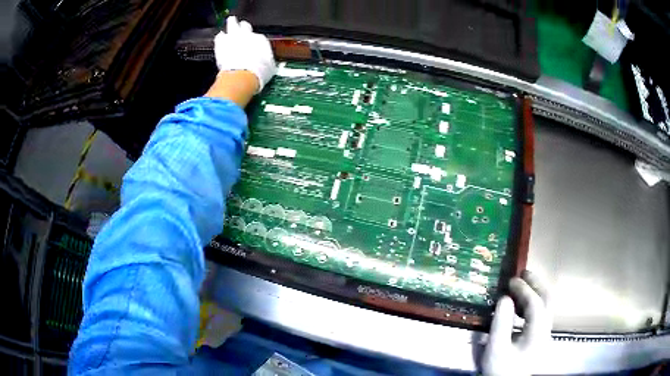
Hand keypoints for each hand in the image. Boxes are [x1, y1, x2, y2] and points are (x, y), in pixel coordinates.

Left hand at [214, 16, 276, 92]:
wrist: (243, 74)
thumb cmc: (257, 72)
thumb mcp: (270, 68)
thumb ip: (267, 62)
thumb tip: (269, 65)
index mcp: (261, 40)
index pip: (259, 38)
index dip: (256, 42)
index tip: (254, 46)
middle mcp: (247, 35)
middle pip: (245, 25)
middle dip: (244, 26)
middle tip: (242, 27)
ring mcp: (233, 38)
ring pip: (232, 23)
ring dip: (232, 23)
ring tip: (231, 22)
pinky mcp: (221, 44)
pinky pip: (220, 36)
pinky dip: (220, 37)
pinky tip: (220, 37)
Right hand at [481, 270, 551, 375]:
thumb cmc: (502, 369)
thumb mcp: (496, 349)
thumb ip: (500, 323)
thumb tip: (504, 298)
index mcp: (537, 332)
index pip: (536, 303)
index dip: (524, 289)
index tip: (511, 280)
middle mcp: (545, 329)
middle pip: (547, 300)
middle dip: (536, 283)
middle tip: (523, 273)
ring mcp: (544, 333)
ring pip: (546, 305)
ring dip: (536, 291)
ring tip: (522, 284)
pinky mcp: (539, 337)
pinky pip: (541, 312)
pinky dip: (533, 302)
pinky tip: (521, 305)